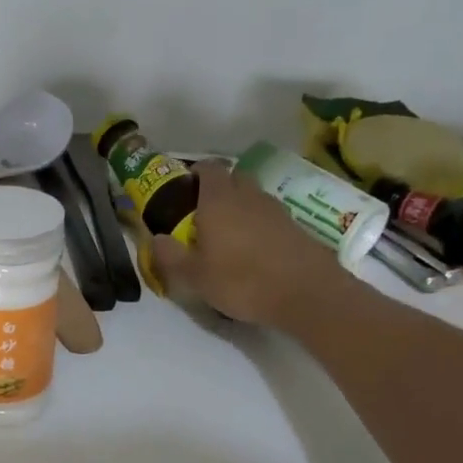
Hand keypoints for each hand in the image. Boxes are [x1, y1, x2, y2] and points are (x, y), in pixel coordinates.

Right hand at [151, 162, 339, 327]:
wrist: (306, 294)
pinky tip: (255, 249)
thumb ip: (171, 256)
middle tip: (204, 212)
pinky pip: (270, 216)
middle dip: (219, 187)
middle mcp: (248, 196)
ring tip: (229, 233)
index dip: (196, 172)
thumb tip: (155, 239)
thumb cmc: (242, 281)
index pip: (208, 168)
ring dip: (241, 206)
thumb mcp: (195, 277)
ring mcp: (276, 209)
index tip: (186, 187)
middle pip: (234, 177)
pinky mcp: (296, 226)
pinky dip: (259, 224)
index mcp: (219, 200)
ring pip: (253, 196)